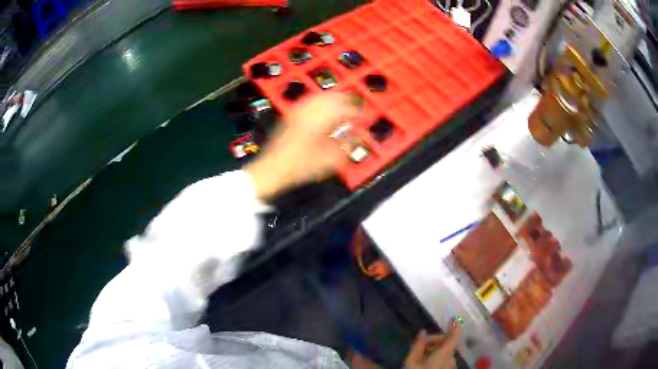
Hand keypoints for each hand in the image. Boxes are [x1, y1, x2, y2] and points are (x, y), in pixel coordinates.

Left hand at [246, 93, 360, 199]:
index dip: (357, 111)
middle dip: (347, 100)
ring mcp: (298, 112)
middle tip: (356, 105)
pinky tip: (324, 107)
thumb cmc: (300, 166)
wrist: (273, 168)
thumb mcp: (328, 161)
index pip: (344, 108)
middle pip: (332, 97)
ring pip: (320, 96)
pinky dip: (321, 101)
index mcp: (320, 121)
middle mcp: (309, 111)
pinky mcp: (291, 115)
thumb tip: (357, 137)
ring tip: (343, 103)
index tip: (363, 115)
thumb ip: (346, 146)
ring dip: (334, 98)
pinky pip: (309, 101)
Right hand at [404, 322, 462, 368]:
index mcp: (444, 355)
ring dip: (435, 352)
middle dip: (434, 343)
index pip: (454, 337)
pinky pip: (445, 362)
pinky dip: (437, 359)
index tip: (454, 318)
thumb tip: (423, 332)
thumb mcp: (411, 362)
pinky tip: (425, 365)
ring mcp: (451, 368)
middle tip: (418, 348)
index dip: (455, 327)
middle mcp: (451, 360)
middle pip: (446, 345)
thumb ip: (418, 346)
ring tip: (419, 359)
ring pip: (445, 354)